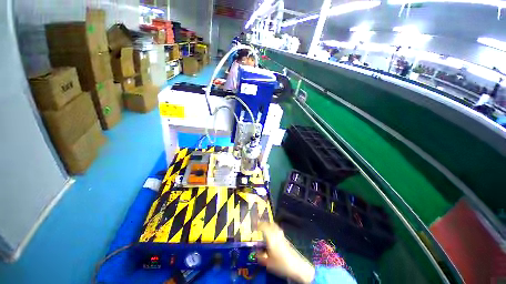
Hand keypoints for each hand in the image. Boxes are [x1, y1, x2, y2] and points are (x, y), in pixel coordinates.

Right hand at [257, 222, 314, 283]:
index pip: (264, 226)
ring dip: (269, 225)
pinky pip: (277, 229)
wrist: (297, 266)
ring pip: (274, 226)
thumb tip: (256, 253)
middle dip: (263, 223)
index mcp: (271, 238)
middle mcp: (276, 234)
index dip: (258, 225)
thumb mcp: (268, 263)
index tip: (254, 226)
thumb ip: (261, 257)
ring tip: (264, 228)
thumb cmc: (281, 264)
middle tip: (258, 226)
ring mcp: (281, 236)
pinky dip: (273, 228)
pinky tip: (272, 234)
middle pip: (270, 224)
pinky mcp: (285, 239)